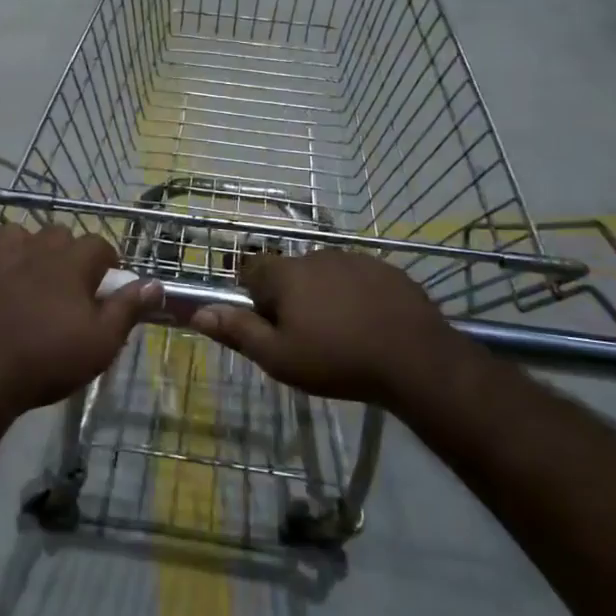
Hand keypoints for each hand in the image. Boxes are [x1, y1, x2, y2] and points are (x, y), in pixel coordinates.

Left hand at [0, 222, 159, 422]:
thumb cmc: (48, 359)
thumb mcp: (102, 342)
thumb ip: (128, 308)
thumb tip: (154, 284)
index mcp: (71, 263)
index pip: (99, 244)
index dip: (108, 261)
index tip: (108, 284)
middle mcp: (35, 250)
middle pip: (58, 232)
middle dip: (68, 249)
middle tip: (71, 280)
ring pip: (14, 231)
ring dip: (23, 242)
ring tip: (28, 266)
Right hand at [190, 249, 467, 403]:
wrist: (417, 360)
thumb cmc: (338, 360)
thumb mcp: (279, 357)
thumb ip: (238, 331)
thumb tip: (199, 312)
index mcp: (286, 274)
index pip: (251, 269)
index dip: (252, 295)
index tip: (267, 324)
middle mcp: (317, 255)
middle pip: (289, 273)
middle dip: (290, 298)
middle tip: (305, 337)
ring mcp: (355, 259)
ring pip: (325, 275)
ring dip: (324, 296)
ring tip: (341, 334)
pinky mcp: (387, 270)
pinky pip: (358, 279)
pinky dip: (356, 296)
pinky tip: (370, 325)